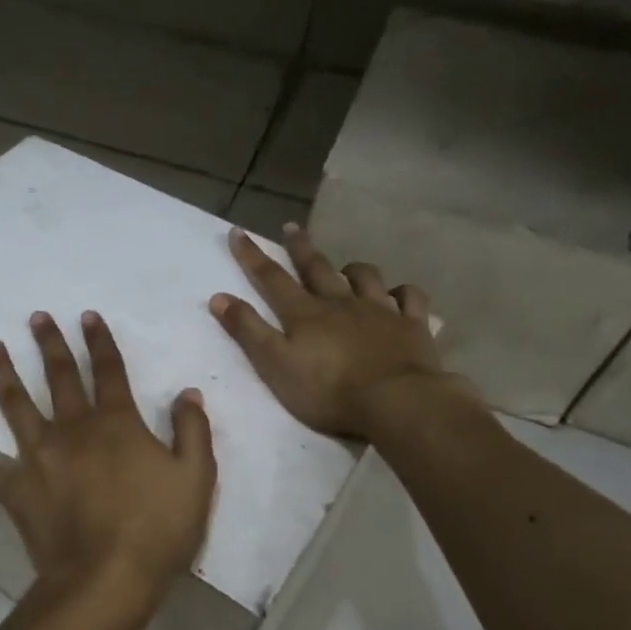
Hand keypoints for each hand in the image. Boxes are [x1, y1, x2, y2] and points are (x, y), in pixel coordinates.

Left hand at [0, 311, 217, 607]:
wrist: (106, 577)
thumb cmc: (157, 528)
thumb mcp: (195, 478)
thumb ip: (192, 431)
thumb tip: (187, 393)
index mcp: (115, 423)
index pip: (108, 370)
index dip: (99, 341)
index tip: (86, 316)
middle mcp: (72, 429)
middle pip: (59, 376)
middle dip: (50, 344)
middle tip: (36, 317)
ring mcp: (38, 457)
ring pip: (17, 406)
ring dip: (4, 374)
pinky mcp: (16, 489)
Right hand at [209, 223, 475, 439]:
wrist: (395, 402)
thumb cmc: (328, 391)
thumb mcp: (275, 364)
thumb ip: (248, 331)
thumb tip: (218, 297)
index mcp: (305, 314)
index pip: (272, 278)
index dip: (252, 256)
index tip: (238, 232)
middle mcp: (341, 303)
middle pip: (317, 268)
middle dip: (300, 247)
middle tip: (291, 227)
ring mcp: (380, 310)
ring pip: (364, 277)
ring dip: (351, 269)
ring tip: (345, 267)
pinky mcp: (412, 325)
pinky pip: (409, 298)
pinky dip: (401, 292)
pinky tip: (398, 295)